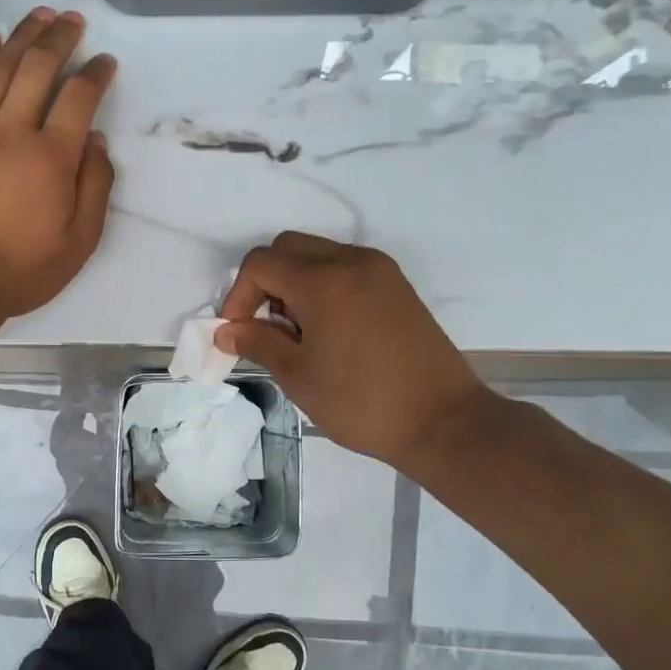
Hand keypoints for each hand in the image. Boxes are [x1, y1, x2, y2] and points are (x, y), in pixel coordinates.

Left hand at [0, 7, 116, 316]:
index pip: (79, 98)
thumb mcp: (79, 241)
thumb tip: (95, 141)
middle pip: (37, 68)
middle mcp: (12, 131)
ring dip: (21, 37)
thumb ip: (95, 187)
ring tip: (38, 16)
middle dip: (59, 38)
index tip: (105, 62)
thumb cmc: (22, 269)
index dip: (96, 73)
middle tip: (73, 20)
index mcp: (52, 158)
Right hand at [214, 233, 494, 469]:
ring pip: (317, 254)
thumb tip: (227, 330)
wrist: (443, 421)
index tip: (238, 333)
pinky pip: (345, 268)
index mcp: (323, 280)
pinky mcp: (397, 286)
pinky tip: (328, 329)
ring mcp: (379, 270)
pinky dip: (323, 286)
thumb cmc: (361, 402)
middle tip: (265, 327)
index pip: (261, 263)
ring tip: (297, 333)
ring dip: (294, 282)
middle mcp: (351, 261)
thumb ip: (257, 343)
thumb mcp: (298, 376)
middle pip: (288, 248)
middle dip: (264, 282)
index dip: (238, 295)